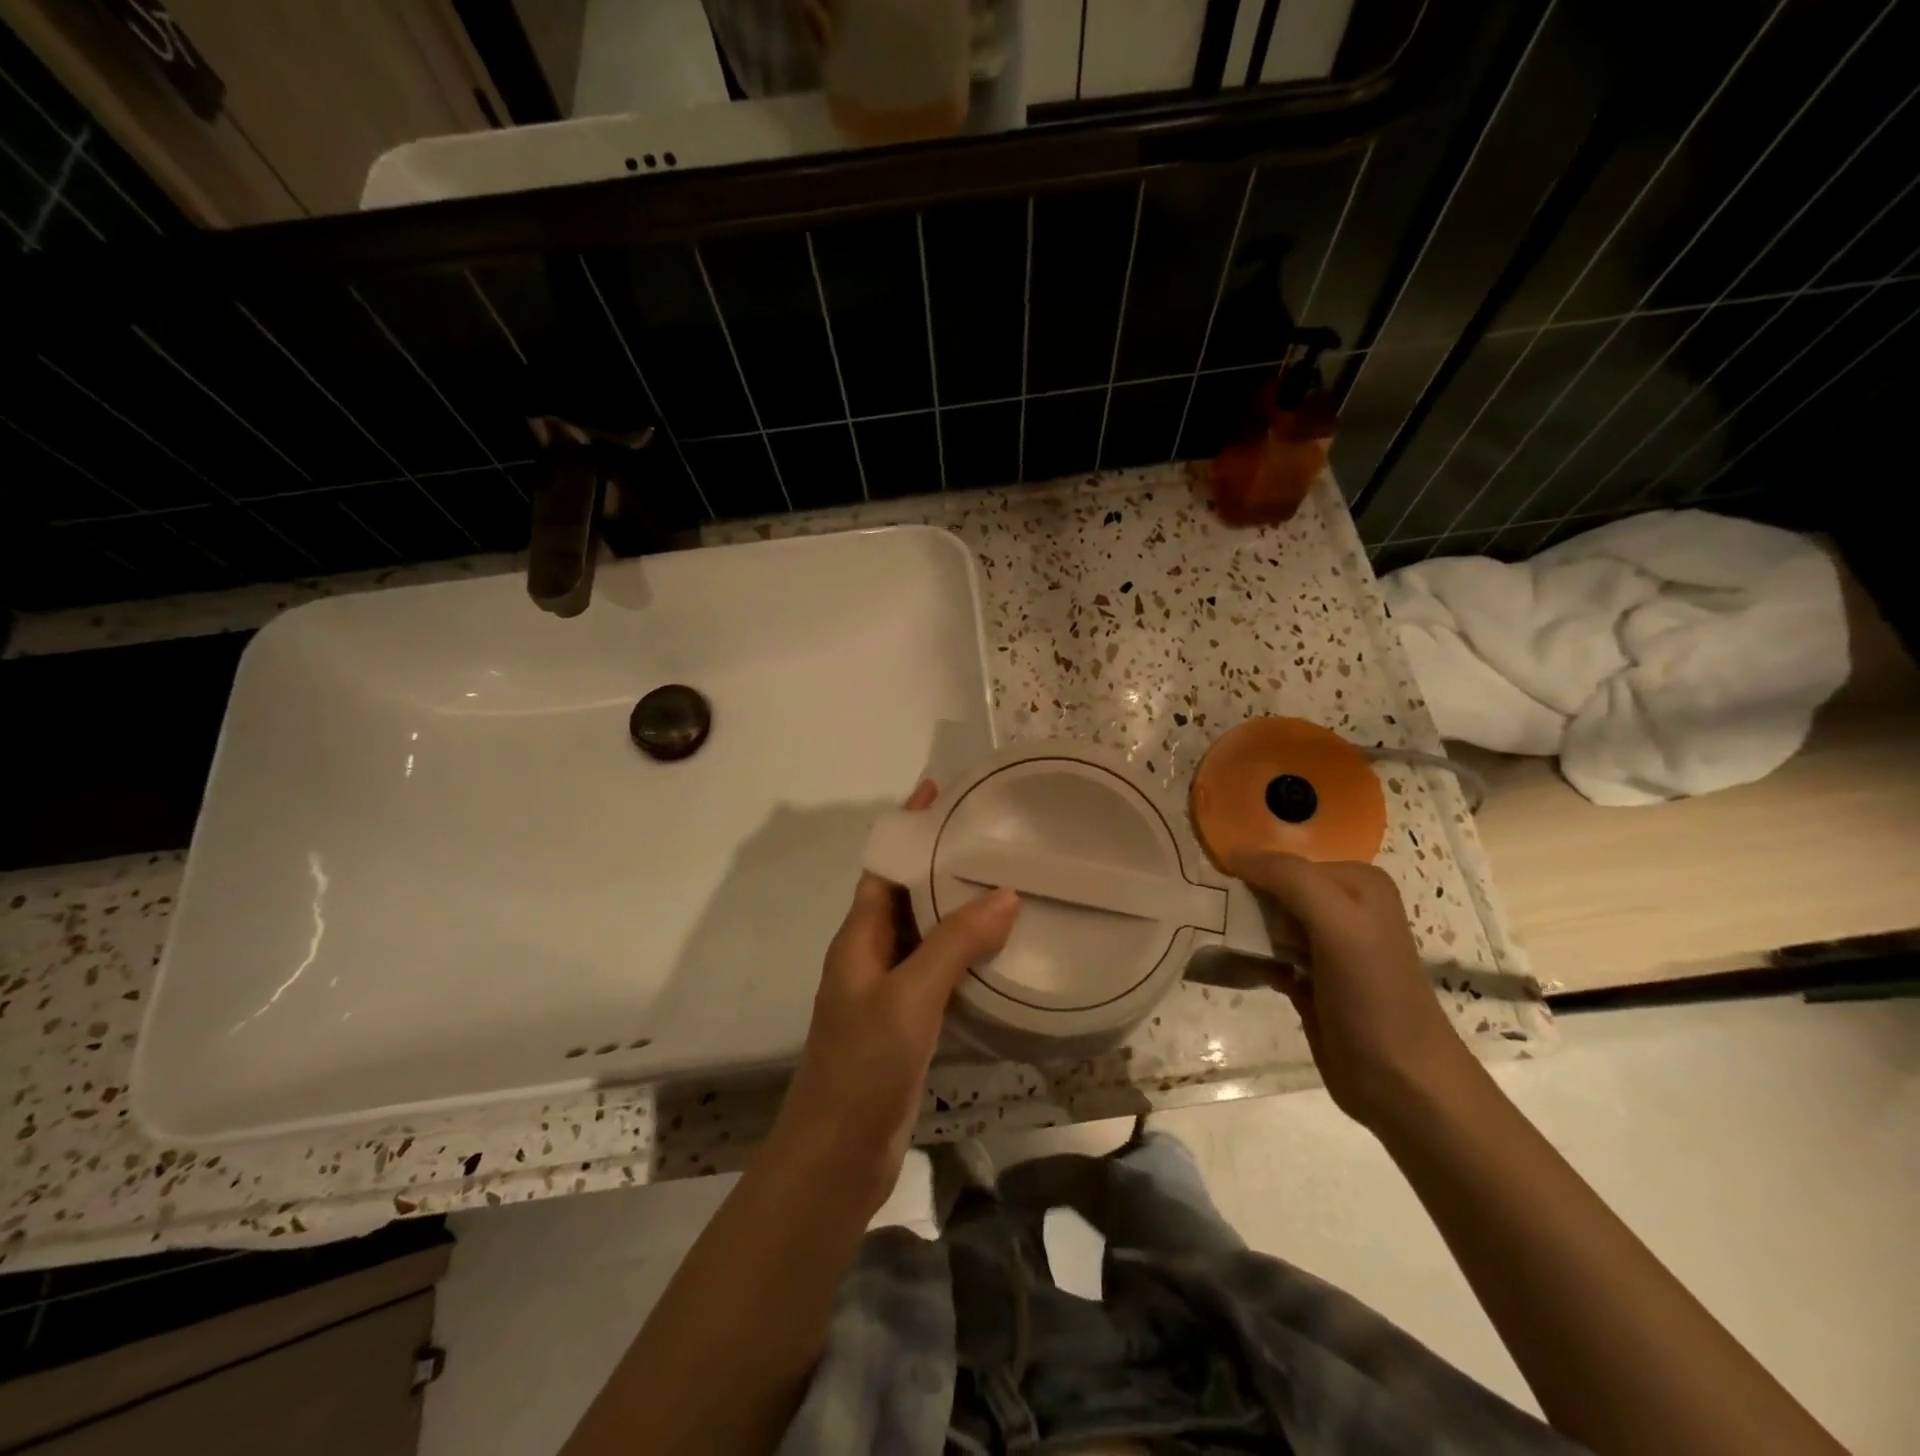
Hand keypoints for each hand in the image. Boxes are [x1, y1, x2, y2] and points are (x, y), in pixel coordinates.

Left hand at [767, 781, 1019, 1213]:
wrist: (837, 1155)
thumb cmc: (863, 1066)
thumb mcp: (910, 997)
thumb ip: (955, 944)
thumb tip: (1004, 893)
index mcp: (858, 935)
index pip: (884, 863)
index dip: (909, 825)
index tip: (942, 790)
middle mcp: (870, 953)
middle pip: (905, 892)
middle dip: (940, 860)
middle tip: (991, 835)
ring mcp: (887, 989)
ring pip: (925, 931)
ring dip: (956, 906)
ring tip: (1005, 880)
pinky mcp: (906, 1021)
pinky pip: (937, 970)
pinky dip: (964, 952)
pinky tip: (999, 950)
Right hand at [1227, 851, 1474, 1129]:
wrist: (1401, 1083)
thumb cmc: (1373, 995)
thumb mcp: (1337, 922)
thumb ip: (1289, 879)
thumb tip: (1234, 854)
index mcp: (1357, 883)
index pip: (1286, 862)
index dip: (1249, 874)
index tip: (1214, 891)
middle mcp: (1343, 907)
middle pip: (1274, 890)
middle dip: (1242, 903)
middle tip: (1211, 918)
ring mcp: (1325, 946)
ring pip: (1266, 923)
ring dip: (1240, 931)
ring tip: (1213, 942)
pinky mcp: (1309, 979)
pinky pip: (1265, 955)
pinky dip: (1247, 959)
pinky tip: (1228, 967)